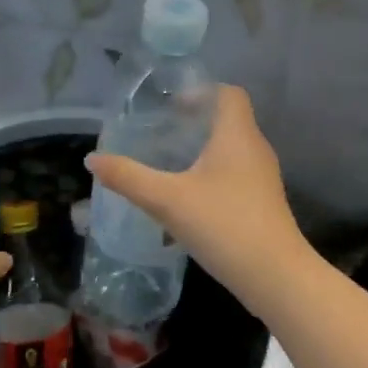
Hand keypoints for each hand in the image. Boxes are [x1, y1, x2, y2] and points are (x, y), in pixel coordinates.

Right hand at [85, 85, 309, 308]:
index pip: (229, 93)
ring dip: (204, 148)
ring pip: (233, 148)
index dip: (202, 91)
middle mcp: (255, 149)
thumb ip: (128, 177)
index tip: (172, 105)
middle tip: (162, 131)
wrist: (275, 276)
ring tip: (171, 160)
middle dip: (197, 120)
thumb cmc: (224, 224)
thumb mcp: (167, 200)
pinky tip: (190, 195)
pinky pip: (237, 173)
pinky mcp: (264, 202)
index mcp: (237, 135)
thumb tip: (92, 158)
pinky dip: (214, 172)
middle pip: (229, 119)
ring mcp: (263, 177)